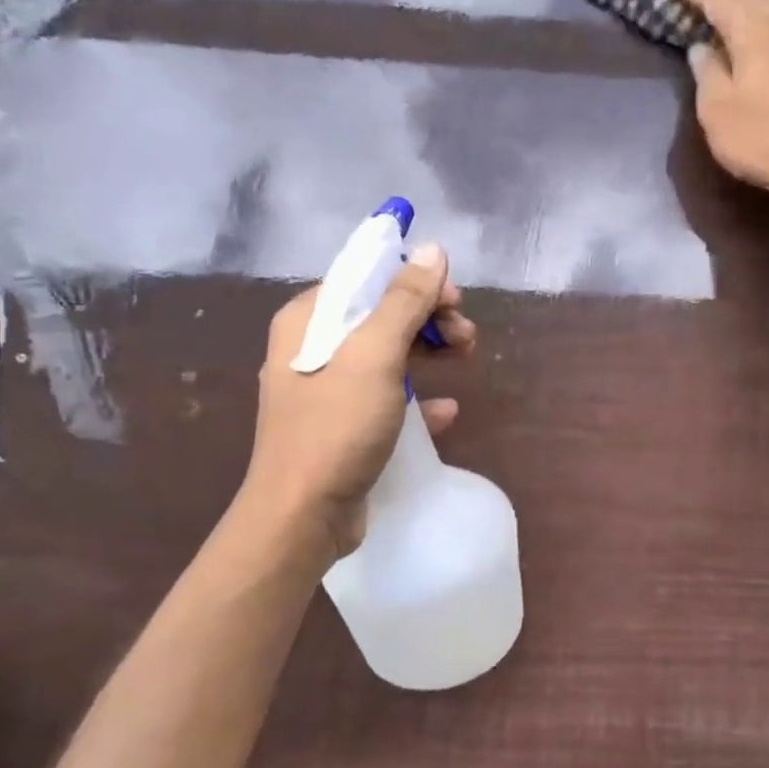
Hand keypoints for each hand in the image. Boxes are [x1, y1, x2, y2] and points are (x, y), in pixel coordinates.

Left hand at [241, 243, 475, 560]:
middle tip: (466, 336)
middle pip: (380, 314)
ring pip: (387, 354)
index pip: (366, 277)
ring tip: (466, 360)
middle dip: (429, 318)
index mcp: (308, 320)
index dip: (414, 280)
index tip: (454, 298)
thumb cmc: (336, 427)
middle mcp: (313, 348)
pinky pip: (386, 398)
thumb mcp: (374, 356)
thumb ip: (404, 300)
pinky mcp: (342, 426)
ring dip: (429, 352)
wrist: (302, 517)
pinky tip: (445, 411)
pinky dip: (417, 398)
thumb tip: (432, 250)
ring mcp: (327, 390)